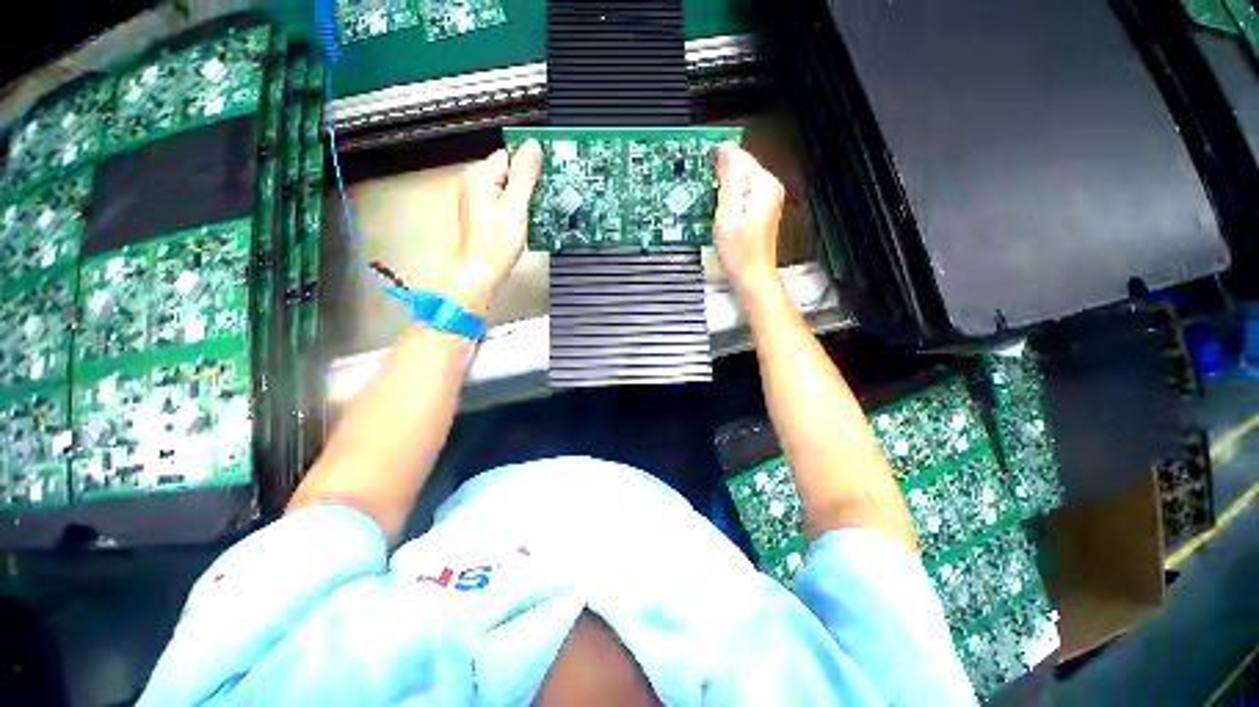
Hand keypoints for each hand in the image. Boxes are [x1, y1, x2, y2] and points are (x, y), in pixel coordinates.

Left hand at [442, 139, 542, 313]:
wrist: (482, 271)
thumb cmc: (495, 244)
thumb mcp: (515, 206)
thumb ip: (524, 175)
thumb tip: (532, 147)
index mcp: (480, 176)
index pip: (510, 155)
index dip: (530, 166)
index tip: (547, 176)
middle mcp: (476, 183)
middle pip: (510, 170)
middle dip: (529, 182)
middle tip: (544, 197)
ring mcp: (480, 198)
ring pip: (510, 186)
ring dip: (525, 196)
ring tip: (536, 210)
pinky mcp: (486, 212)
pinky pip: (506, 200)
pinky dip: (518, 206)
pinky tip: (526, 218)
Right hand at [713, 143, 784, 297]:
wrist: (752, 277)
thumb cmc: (740, 252)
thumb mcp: (728, 214)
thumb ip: (729, 180)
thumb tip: (726, 150)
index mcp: (764, 185)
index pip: (739, 155)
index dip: (718, 157)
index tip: (699, 163)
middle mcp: (769, 188)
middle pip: (741, 167)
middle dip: (720, 172)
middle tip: (699, 184)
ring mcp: (767, 200)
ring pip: (740, 180)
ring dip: (722, 185)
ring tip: (705, 196)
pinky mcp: (760, 210)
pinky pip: (742, 193)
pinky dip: (728, 196)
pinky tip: (717, 207)